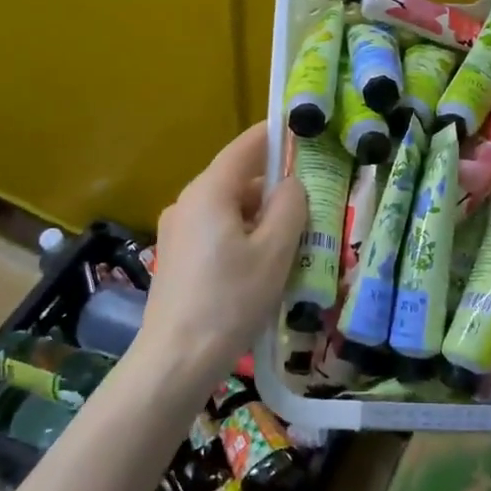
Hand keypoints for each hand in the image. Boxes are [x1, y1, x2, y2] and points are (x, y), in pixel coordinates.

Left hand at [137, 122, 306, 383]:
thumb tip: (292, 184)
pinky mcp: (177, 257)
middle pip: (239, 180)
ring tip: (295, 243)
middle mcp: (188, 202)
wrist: (176, 360)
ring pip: (230, 209)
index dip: (276, 135)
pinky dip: (244, 236)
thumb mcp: (274, 251)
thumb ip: (290, 206)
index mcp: (210, 191)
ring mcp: (178, 230)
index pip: (247, 146)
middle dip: (276, 188)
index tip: (305, 130)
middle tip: (314, 204)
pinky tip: (264, 266)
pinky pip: (217, 231)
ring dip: (262, 217)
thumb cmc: (230, 300)